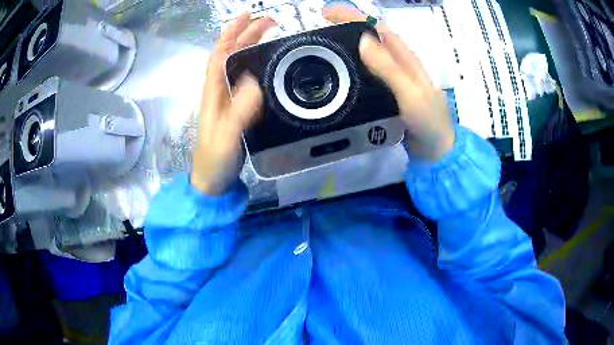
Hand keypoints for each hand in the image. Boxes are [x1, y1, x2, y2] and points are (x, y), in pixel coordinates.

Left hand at [192, 14, 275, 194]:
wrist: (213, 182)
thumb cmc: (214, 160)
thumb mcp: (225, 137)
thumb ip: (238, 112)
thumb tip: (254, 81)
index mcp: (213, 92)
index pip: (221, 54)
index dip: (233, 33)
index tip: (249, 16)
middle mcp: (219, 91)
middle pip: (231, 55)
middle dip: (247, 34)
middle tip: (271, 22)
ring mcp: (229, 100)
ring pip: (239, 65)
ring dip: (252, 47)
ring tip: (272, 35)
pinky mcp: (238, 109)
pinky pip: (248, 80)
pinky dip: (258, 66)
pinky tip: (270, 65)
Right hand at [324, 5, 454, 160]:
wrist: (436, 150)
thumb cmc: (428, 121)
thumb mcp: (410, 94)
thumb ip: (389, 68)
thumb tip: (362, 40)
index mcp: (405, 58)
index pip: (377, 27)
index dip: (354, 16)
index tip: (328, 13)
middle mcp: (397, 63)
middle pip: (369, 37)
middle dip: (345, 28)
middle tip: (319, 30)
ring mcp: (390, 79)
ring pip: (366, 55)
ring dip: (346, 47)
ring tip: (322, 47)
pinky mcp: (385, 93)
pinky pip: (365, 75)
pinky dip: (350, 68)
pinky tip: (337, 73)